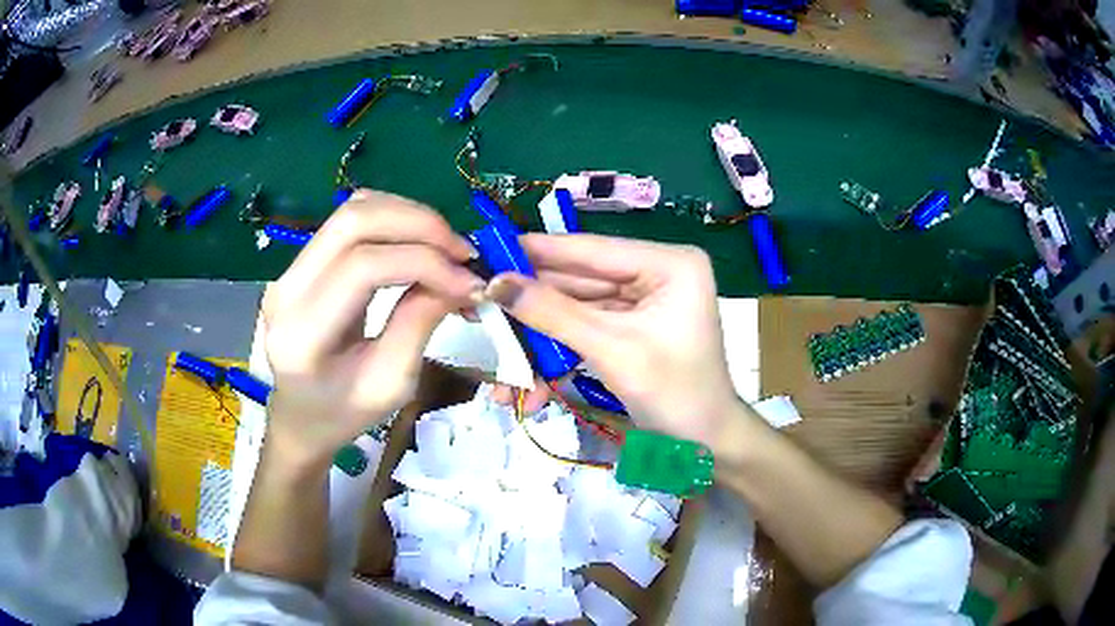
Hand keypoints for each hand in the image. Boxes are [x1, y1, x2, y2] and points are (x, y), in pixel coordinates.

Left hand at [260, 189, 483, 465]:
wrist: (301, 415)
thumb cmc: (345, 413)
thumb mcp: (391, 384)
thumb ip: (420, 324)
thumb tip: (460, 278)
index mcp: (302, 335)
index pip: (363, 267)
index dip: (424, 262)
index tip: (469, 282)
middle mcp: (287, 289)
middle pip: (354, 221)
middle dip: (420, 224)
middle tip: (463, 253)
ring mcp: (290, 268)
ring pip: (354, 209)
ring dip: (409, 217)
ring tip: (445, 249)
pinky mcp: (302, 260)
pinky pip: (351, 219)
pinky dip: (394, 219)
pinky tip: (418, 244)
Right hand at [485, 234, 741, 447]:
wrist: (706, 446)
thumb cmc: (675, 395)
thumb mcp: (612, 350)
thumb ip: (552, 313)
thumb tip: (495, 282)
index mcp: (669, 264)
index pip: (592, 250)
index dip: (537, 251)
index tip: (488, 249)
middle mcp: (656, 273)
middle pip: (581, 280)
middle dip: (532, 303)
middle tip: (481, 303)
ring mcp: (644, 302)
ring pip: (577, 309)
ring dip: (540, 338)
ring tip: (497, 349)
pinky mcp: (632, 328)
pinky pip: (587, 331)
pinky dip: (559, 354)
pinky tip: (531, 384)